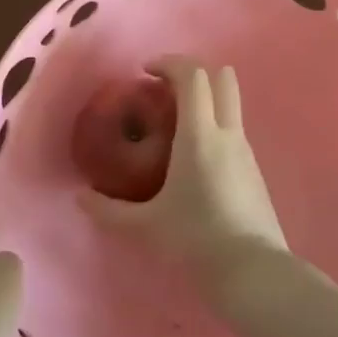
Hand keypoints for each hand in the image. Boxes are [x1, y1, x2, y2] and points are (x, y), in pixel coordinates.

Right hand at [79, 59, 287, 285]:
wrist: (254, 273)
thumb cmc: (196, 239)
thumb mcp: (146, 226)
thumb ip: (110, 211)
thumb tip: (81, 199)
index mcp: (200, 134)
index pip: (192, 75)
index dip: (169, 63)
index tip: (146, 72)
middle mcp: (227, 133)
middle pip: (222, 78)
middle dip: (194, 73)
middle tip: (166, 90)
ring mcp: (246, 151)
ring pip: (230, 105)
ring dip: (206, 100)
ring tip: (177, 126)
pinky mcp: (255, 172)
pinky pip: (234, 132)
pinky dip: (215, 127)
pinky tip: (196, 161)